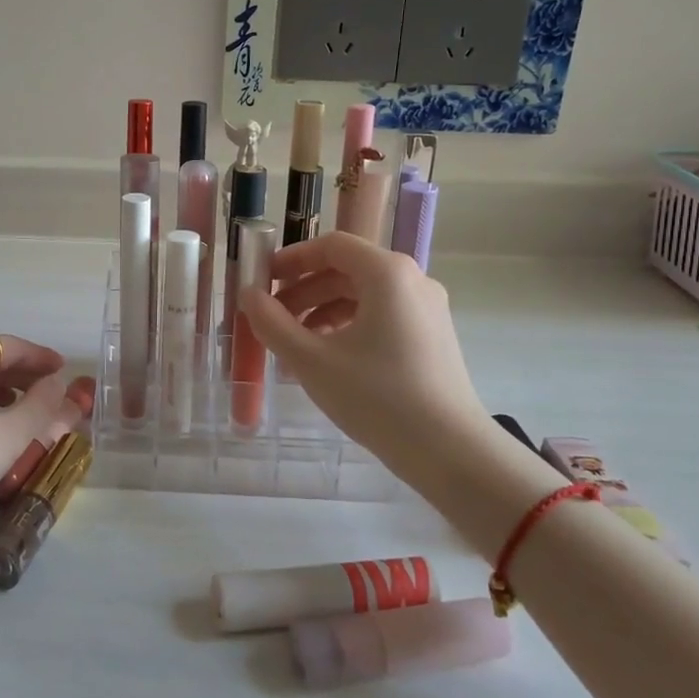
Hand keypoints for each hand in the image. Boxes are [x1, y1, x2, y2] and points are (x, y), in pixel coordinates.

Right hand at [241, 233, 487, 465]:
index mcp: (387, 273)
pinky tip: (326, 360)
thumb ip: (272, 323)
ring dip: (322, 312)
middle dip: (303, 291)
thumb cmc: (377, 397)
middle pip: (346, 270)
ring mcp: (427, 310)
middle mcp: (412, 281)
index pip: (332, 246)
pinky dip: (348, 328)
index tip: (261, 280)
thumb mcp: (312, 360)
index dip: (291, 258)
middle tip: (270, 318)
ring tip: (293, 347)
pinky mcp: (432, 337)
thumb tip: (248, 296)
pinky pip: (381, 317)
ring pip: (363, 296)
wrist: (450, 451)